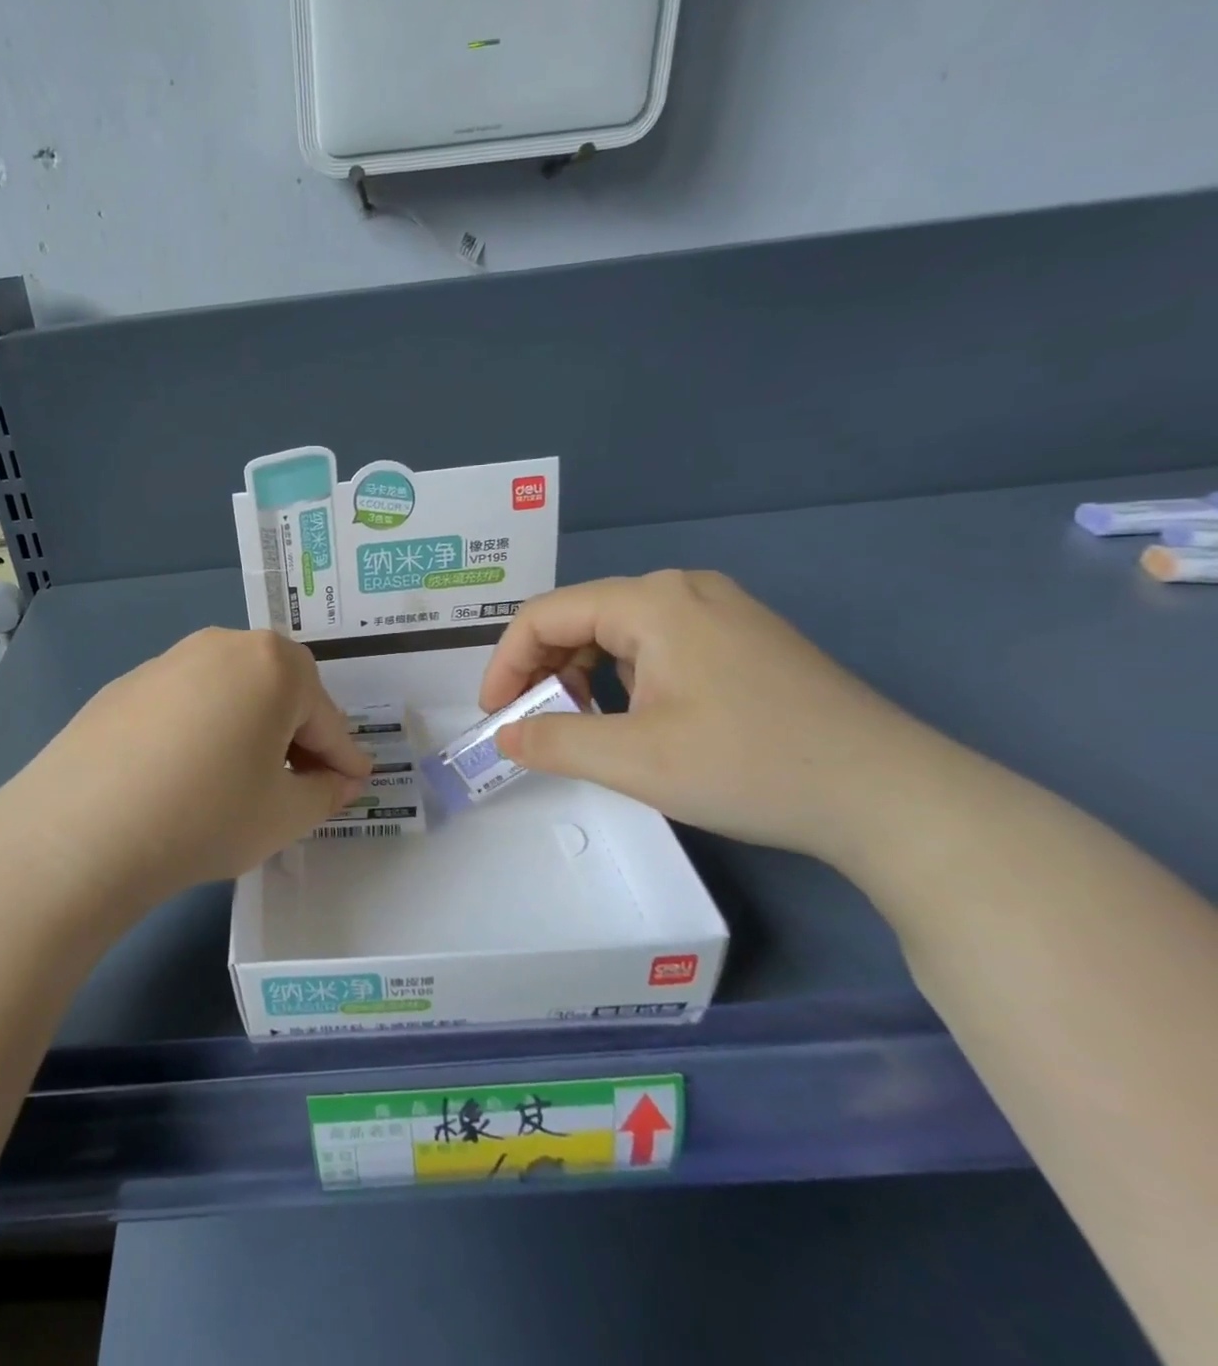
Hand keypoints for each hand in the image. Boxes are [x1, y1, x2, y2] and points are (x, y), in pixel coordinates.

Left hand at [0, 628, 370, 911]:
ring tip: (239, 781)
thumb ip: (326, 792)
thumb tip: (340, 779)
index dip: (345, 758)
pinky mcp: (126, 684)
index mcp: (273, 665)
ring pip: (231, 693)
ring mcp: (168, 660)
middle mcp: (223, 645)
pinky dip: (201, 730)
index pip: (326, 719)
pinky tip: (183, 774)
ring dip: (248, 729)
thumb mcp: (285, 815)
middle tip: (298, 785)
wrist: (82, 829)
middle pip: (279, 692)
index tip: (355, 785)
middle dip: (297, 737)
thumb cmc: (206, 816)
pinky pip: (186, 703)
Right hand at [482, 570, 940, 864]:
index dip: (506, 663)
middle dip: (543, 671)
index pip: (545, 615)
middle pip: (580, 618)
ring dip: (583, 677)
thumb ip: (553, 740)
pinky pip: (657, 647)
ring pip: (618, 634)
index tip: (495, 715)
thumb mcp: (634, 759)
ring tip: (583, 728)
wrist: (893, 797)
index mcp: (652, 602)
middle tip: (533, 724)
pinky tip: (638, 720)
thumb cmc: (751, 765)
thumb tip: (505, 735)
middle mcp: (683, 590)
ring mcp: (721, 612)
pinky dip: (625, 679)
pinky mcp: (744, 641)